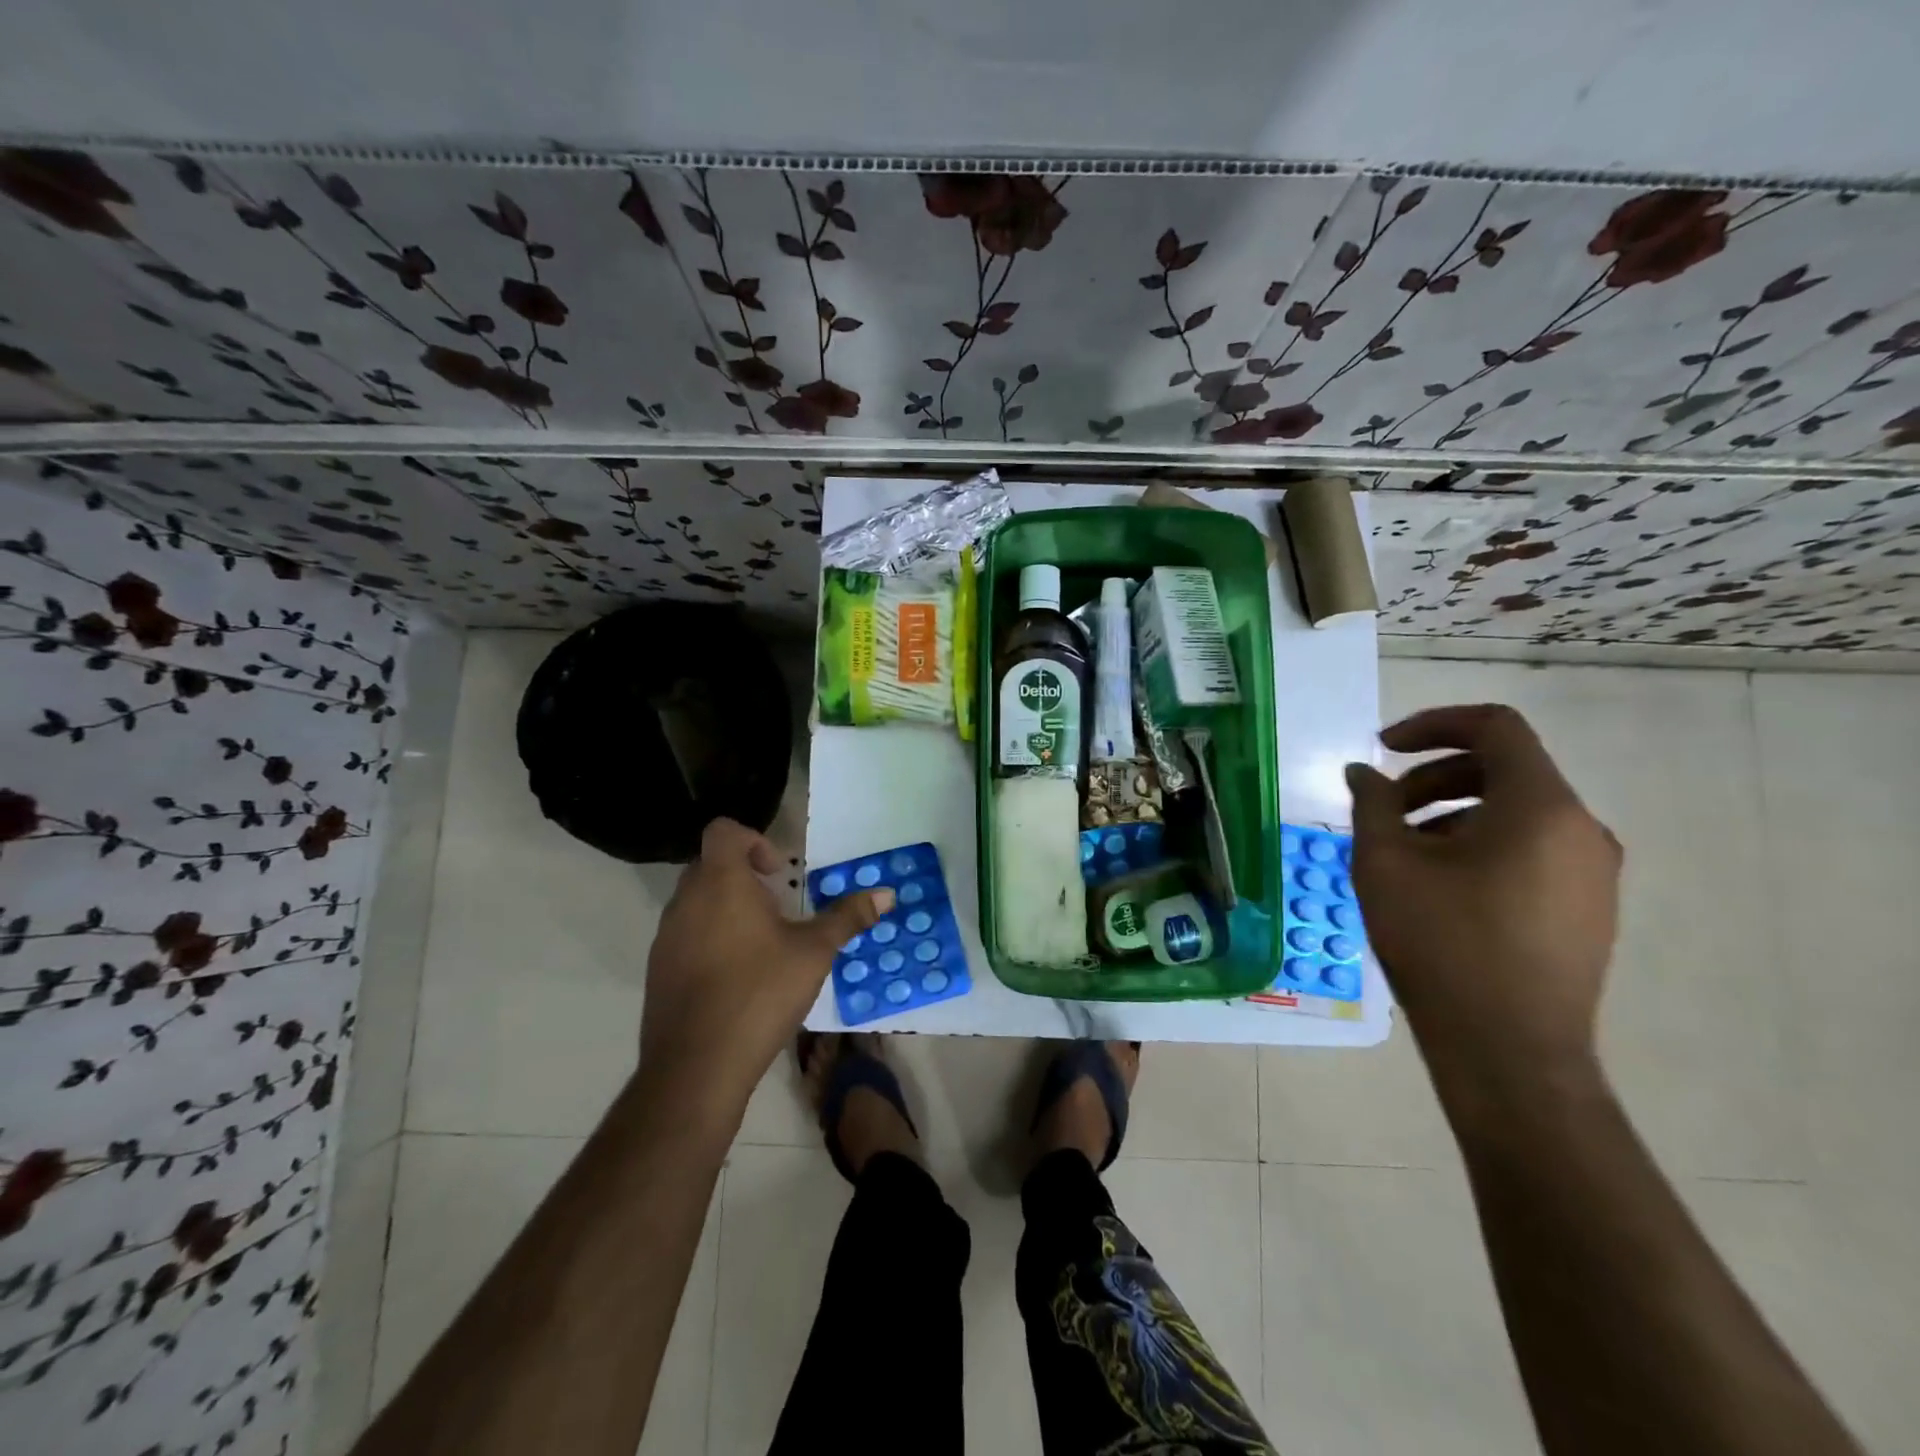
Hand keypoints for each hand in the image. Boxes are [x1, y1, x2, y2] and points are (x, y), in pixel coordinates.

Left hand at [640, 819, 891, 1117]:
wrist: (696, 1066)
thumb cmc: (760, 993)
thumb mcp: (814, 952)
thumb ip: (847, 917)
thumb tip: (887, 893)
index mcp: (721, 883)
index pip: (723, 831)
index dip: (753, 840)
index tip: (778, 872)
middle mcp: (686, 901)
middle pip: (710, 864)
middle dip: (745, 876)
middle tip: (778, 907)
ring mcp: (666, 937)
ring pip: (696, 901)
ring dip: (727, 908)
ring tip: (762, 944)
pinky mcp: (659, 970)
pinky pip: (685, 935)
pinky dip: (710, 938)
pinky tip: (738, 976)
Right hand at [1345, 704, 1621, 1098]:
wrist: (1509, 1051)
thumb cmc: (1442, 943)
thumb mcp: (1385, 863)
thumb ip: (1372, 803)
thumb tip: (1362, 773)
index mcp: (1541, 807)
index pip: (1495, 728)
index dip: (1434, 725)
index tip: (1383, 748)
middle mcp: (1581, 829)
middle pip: (1505, 770)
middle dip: (1434, 777)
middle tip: (1384, 809)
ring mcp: (1592, 874)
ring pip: (1516, 814)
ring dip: (1452, 814)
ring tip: (1403, 854)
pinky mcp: (1587, 910)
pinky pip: (1531, 851)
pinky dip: (1480, 846)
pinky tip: (1438, 887)